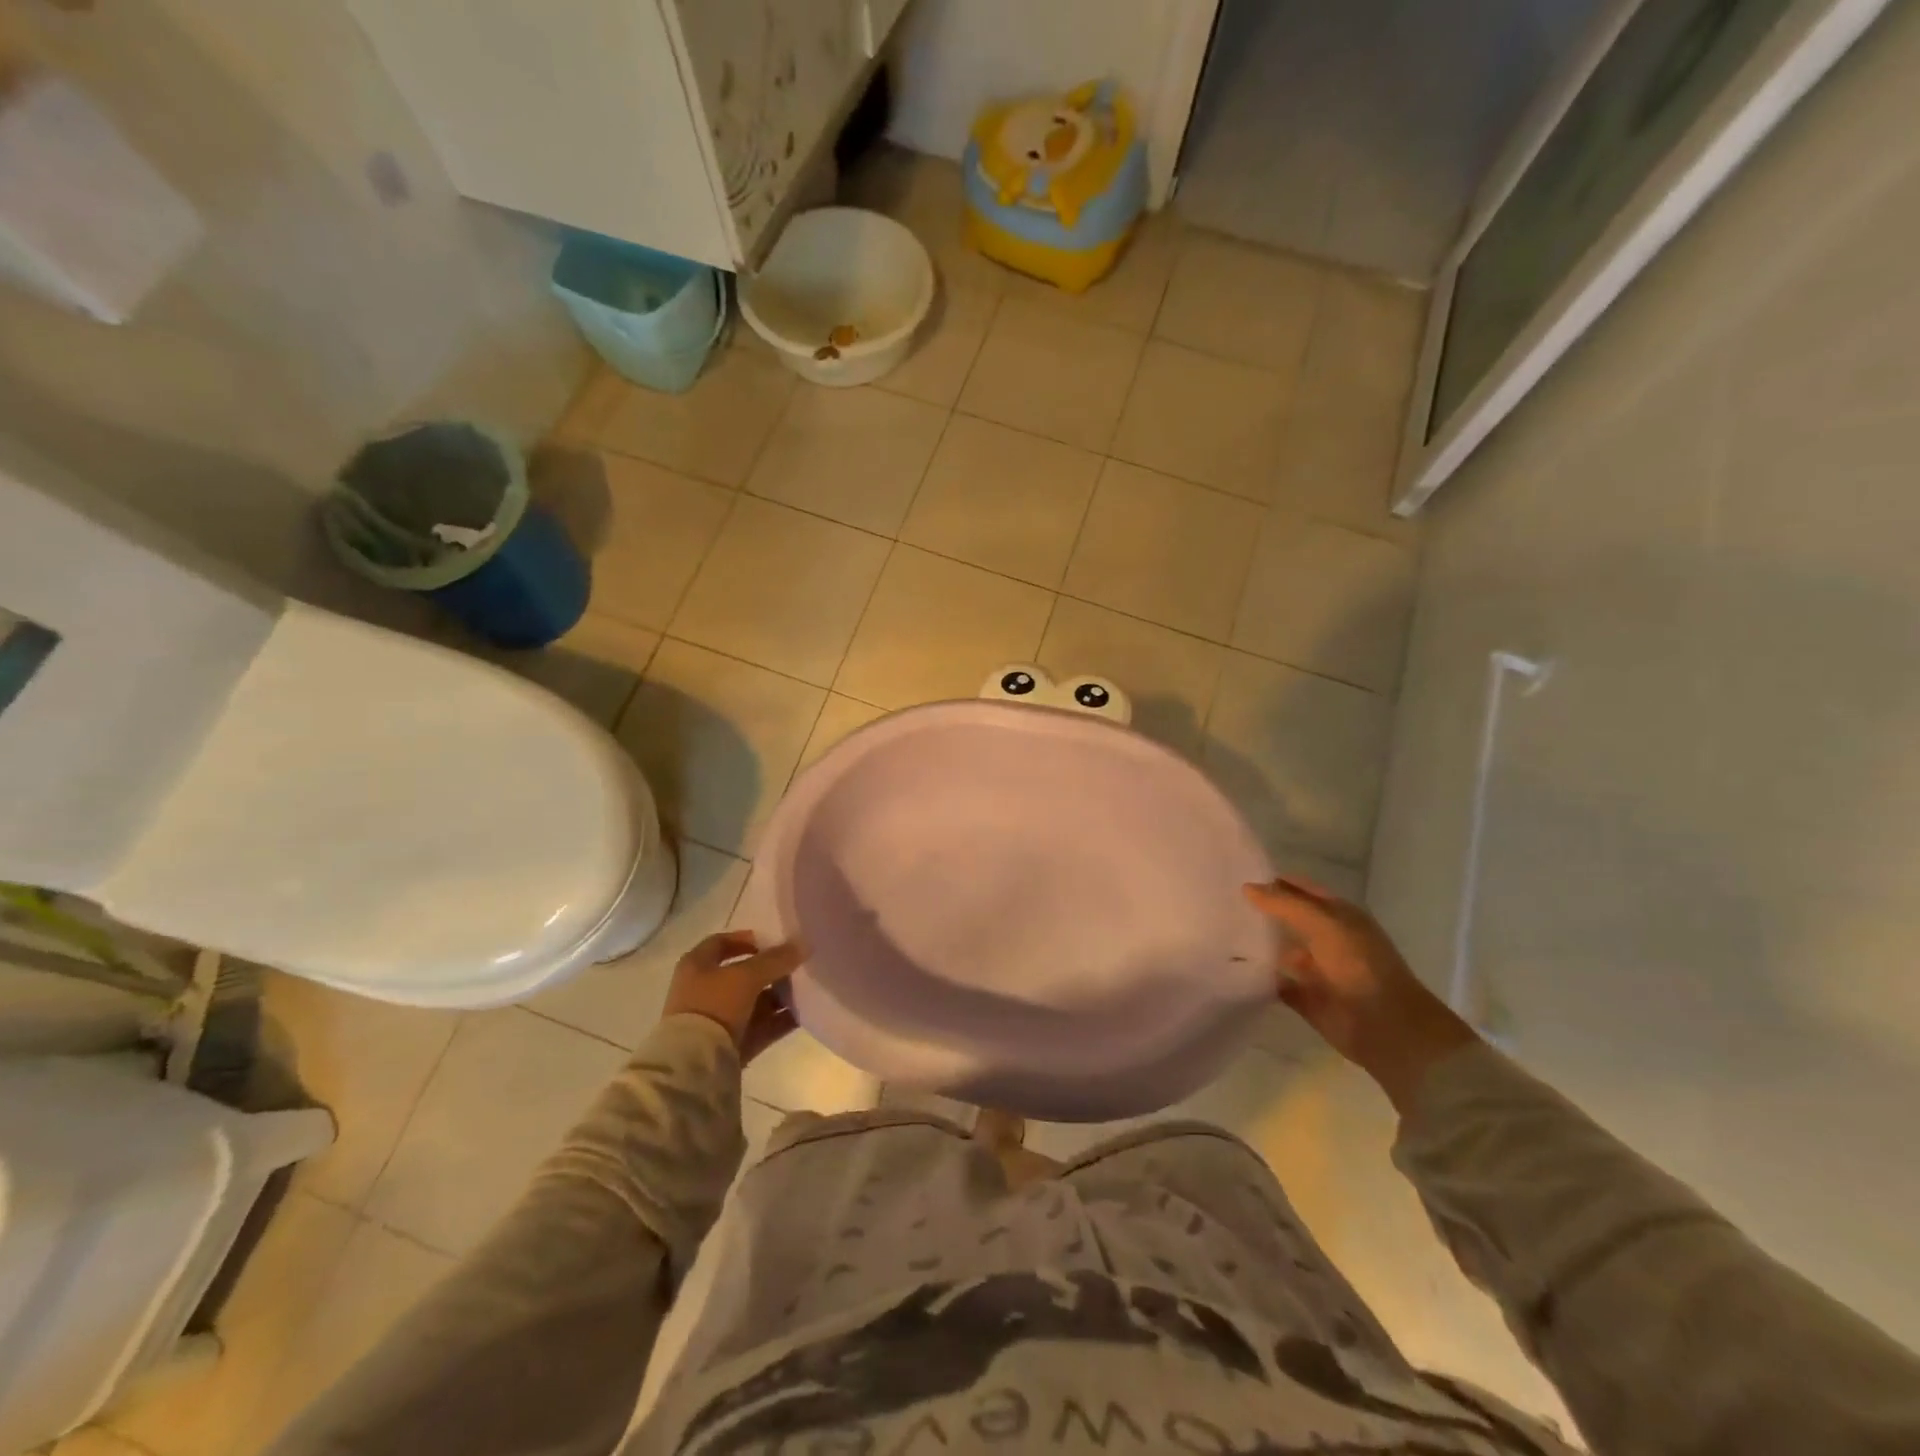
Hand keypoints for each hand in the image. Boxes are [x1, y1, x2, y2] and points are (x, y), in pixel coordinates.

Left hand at [661, 931, 803, 1062]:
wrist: (694, 1065)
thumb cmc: (714, 1006)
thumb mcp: (747, 976)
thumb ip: (776, 959)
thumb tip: (803, 944)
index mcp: (697, 966)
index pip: (721, 942)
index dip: (747, 938)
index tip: (774, 940)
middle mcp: (703, 990)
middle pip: (742, 973)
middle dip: (770, 969)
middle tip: (797, 965)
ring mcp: (716, 1019)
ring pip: (754, 1001)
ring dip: (778, 995)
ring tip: (806, 989)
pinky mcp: (730, 1044)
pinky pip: (760, 1026)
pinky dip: (779, 1020)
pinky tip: (803, 1014)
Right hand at [1243, 877, 1476, 1113]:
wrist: (1387, 1028)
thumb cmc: (1359, 966)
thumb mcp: (1323, 924)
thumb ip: (1285, 904)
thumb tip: (1247, 887)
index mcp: (1338, 916)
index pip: (1301, 889)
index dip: (1274, 881)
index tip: (1236, 875)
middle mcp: (1327, 939)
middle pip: (1288, 919)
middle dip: (1260, 912)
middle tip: (1221, 902)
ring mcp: (1316, 970)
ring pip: (1280, 951)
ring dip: (1257, 945)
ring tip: (1218, 933)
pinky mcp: (1306, 999)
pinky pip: (1276, 983)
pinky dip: (1258, 978)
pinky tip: (1232, 967)